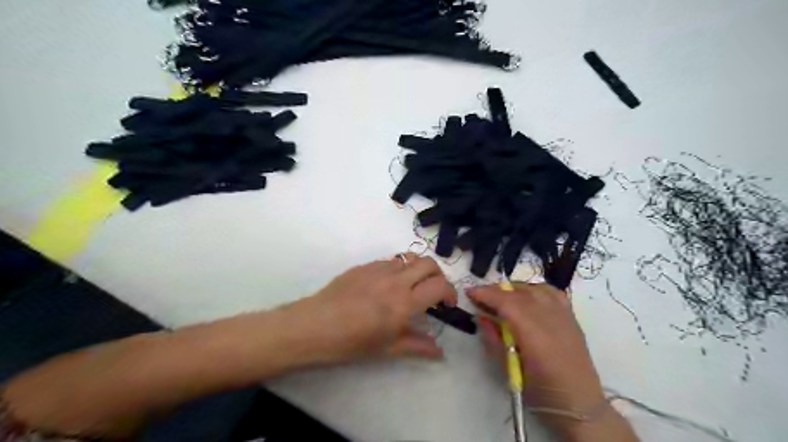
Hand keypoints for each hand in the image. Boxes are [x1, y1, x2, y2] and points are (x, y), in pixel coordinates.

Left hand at [282, 254, 455, 363]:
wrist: (313, 326)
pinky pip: (389, 261)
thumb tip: (440, 352)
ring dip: (417, 270)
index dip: (450, 292)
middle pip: (428, 263)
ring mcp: (378, 269)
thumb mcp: (387, 349)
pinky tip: (386, 286)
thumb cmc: (351, 342)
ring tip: (410, 287)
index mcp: (404, 302)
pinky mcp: (364, 266)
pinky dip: (397, 269)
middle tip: (432, 291)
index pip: (439, 285)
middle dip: (438, 274)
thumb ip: (417, 346)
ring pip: (408, 258)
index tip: (446, 304)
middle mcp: (395, 280)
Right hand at [470, 284, 604, 427]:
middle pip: (518, 292)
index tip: (470, 293)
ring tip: (502, 297)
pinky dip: (534, 290)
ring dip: (514, 289)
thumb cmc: (540, 391)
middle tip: (480, 297)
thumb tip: (481, 317)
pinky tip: (527, 297)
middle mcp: (549, 317)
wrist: (579, 403)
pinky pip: (551, 292)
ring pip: (534, 288)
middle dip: (496, 290)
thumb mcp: (508, 370)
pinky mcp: (571, 317)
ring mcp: (563, 315)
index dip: (486, 294)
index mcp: (532, 333)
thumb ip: (493, 340)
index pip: (506, 302)